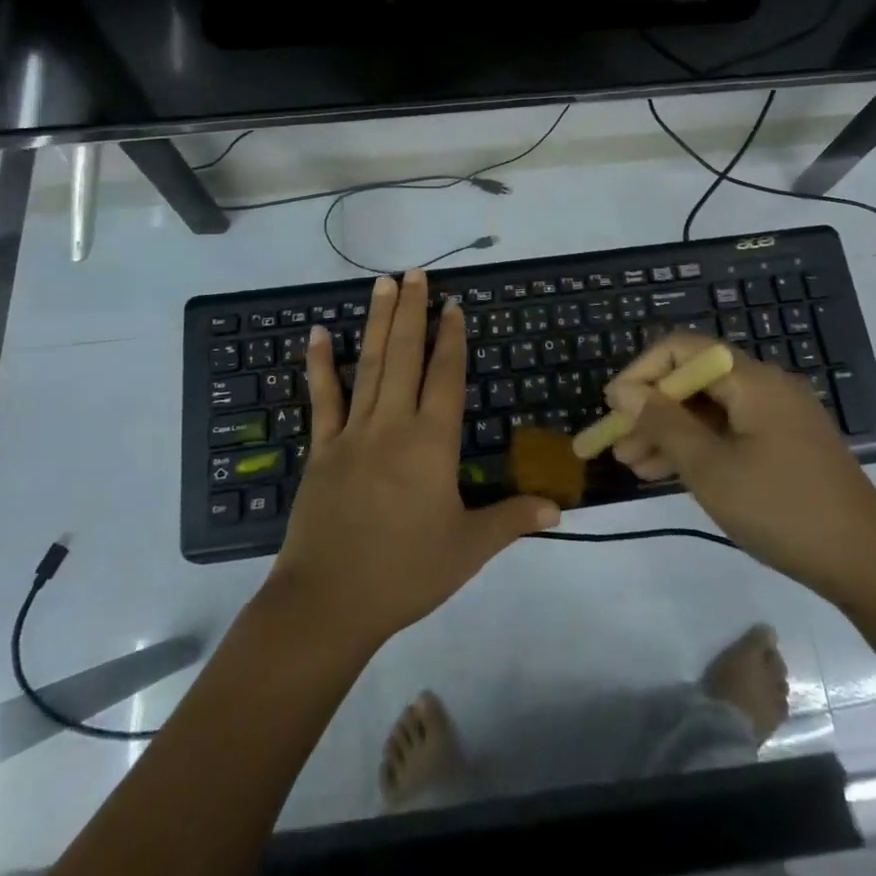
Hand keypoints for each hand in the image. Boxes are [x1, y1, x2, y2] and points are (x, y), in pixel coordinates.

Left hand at [268, 269, 559, 650]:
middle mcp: (393, 424)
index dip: (451, 338)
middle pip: (406, 355)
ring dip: (378, 322)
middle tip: (416, 273)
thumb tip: (559, 508)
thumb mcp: (468, 549)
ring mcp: (353, 433)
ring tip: (383, 284)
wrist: (328, 602)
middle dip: (413, 311)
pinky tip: (317, 334)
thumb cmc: (405, 573)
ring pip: (369, 365)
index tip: (453, 305)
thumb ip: (512, 520)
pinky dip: (320, 365)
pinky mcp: (322, 449)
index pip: (445, 376)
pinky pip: (322, 399)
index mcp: (432, 442)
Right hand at [606, 334, 875, 600]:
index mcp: (752, 379)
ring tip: (634, 466)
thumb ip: (663, 423)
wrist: (869, 566)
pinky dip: (699, 447)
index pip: (683, 349)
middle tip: (617, 445)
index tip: (613, 406)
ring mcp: (779, 417)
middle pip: (695, 380)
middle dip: (651, 409)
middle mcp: (766, 387)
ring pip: (710, 410)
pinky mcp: (786, 445)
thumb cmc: (782, 509)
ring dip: (670, 432)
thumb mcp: (710, 469)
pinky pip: (731, 432)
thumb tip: (624, 391)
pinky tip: (669, 473)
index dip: (642, 371)